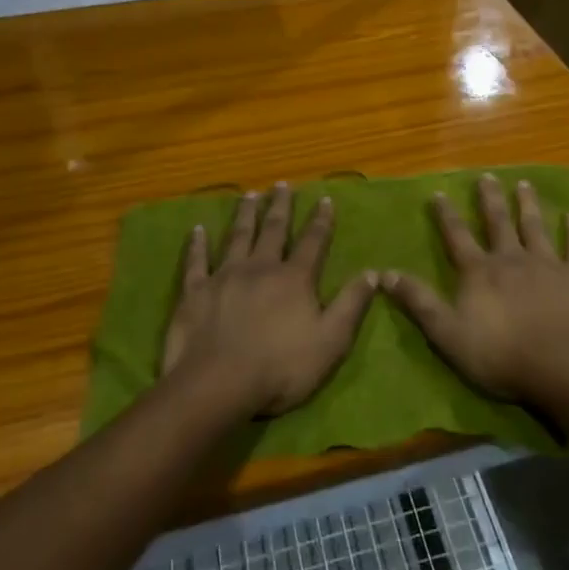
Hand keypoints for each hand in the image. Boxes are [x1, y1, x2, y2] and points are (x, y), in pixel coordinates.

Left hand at [162, 182, 378, 416]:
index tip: (324, 199)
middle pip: (273, 230)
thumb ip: (351, 304)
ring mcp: (225, 276)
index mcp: (294, 279)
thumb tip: (373, 272)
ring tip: (249, 195)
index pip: (313, 242)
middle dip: (280, 207)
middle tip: (281, 185)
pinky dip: (197, 244)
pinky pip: (196, 261)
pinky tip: (197, 229)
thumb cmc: (281, 367)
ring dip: (244, 215)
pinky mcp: (195, 291)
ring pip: (237, 237)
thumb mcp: (331, 341)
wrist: (218, 384)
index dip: (321, 220)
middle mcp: (261, 267)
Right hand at [383, 174, 568, 406]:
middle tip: (487, 176)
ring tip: (524, 184)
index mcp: (479, 272)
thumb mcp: (447, 333)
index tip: (439, 193)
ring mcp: (548, 265)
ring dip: (529, 205)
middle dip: (490, 199)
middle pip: (499, 222)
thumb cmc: (499, 354)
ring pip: (536, 227)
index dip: (446, 215)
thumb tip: (384, 273)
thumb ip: (418, 301)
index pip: (457, 237)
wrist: (560, 367)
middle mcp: (512, 258)